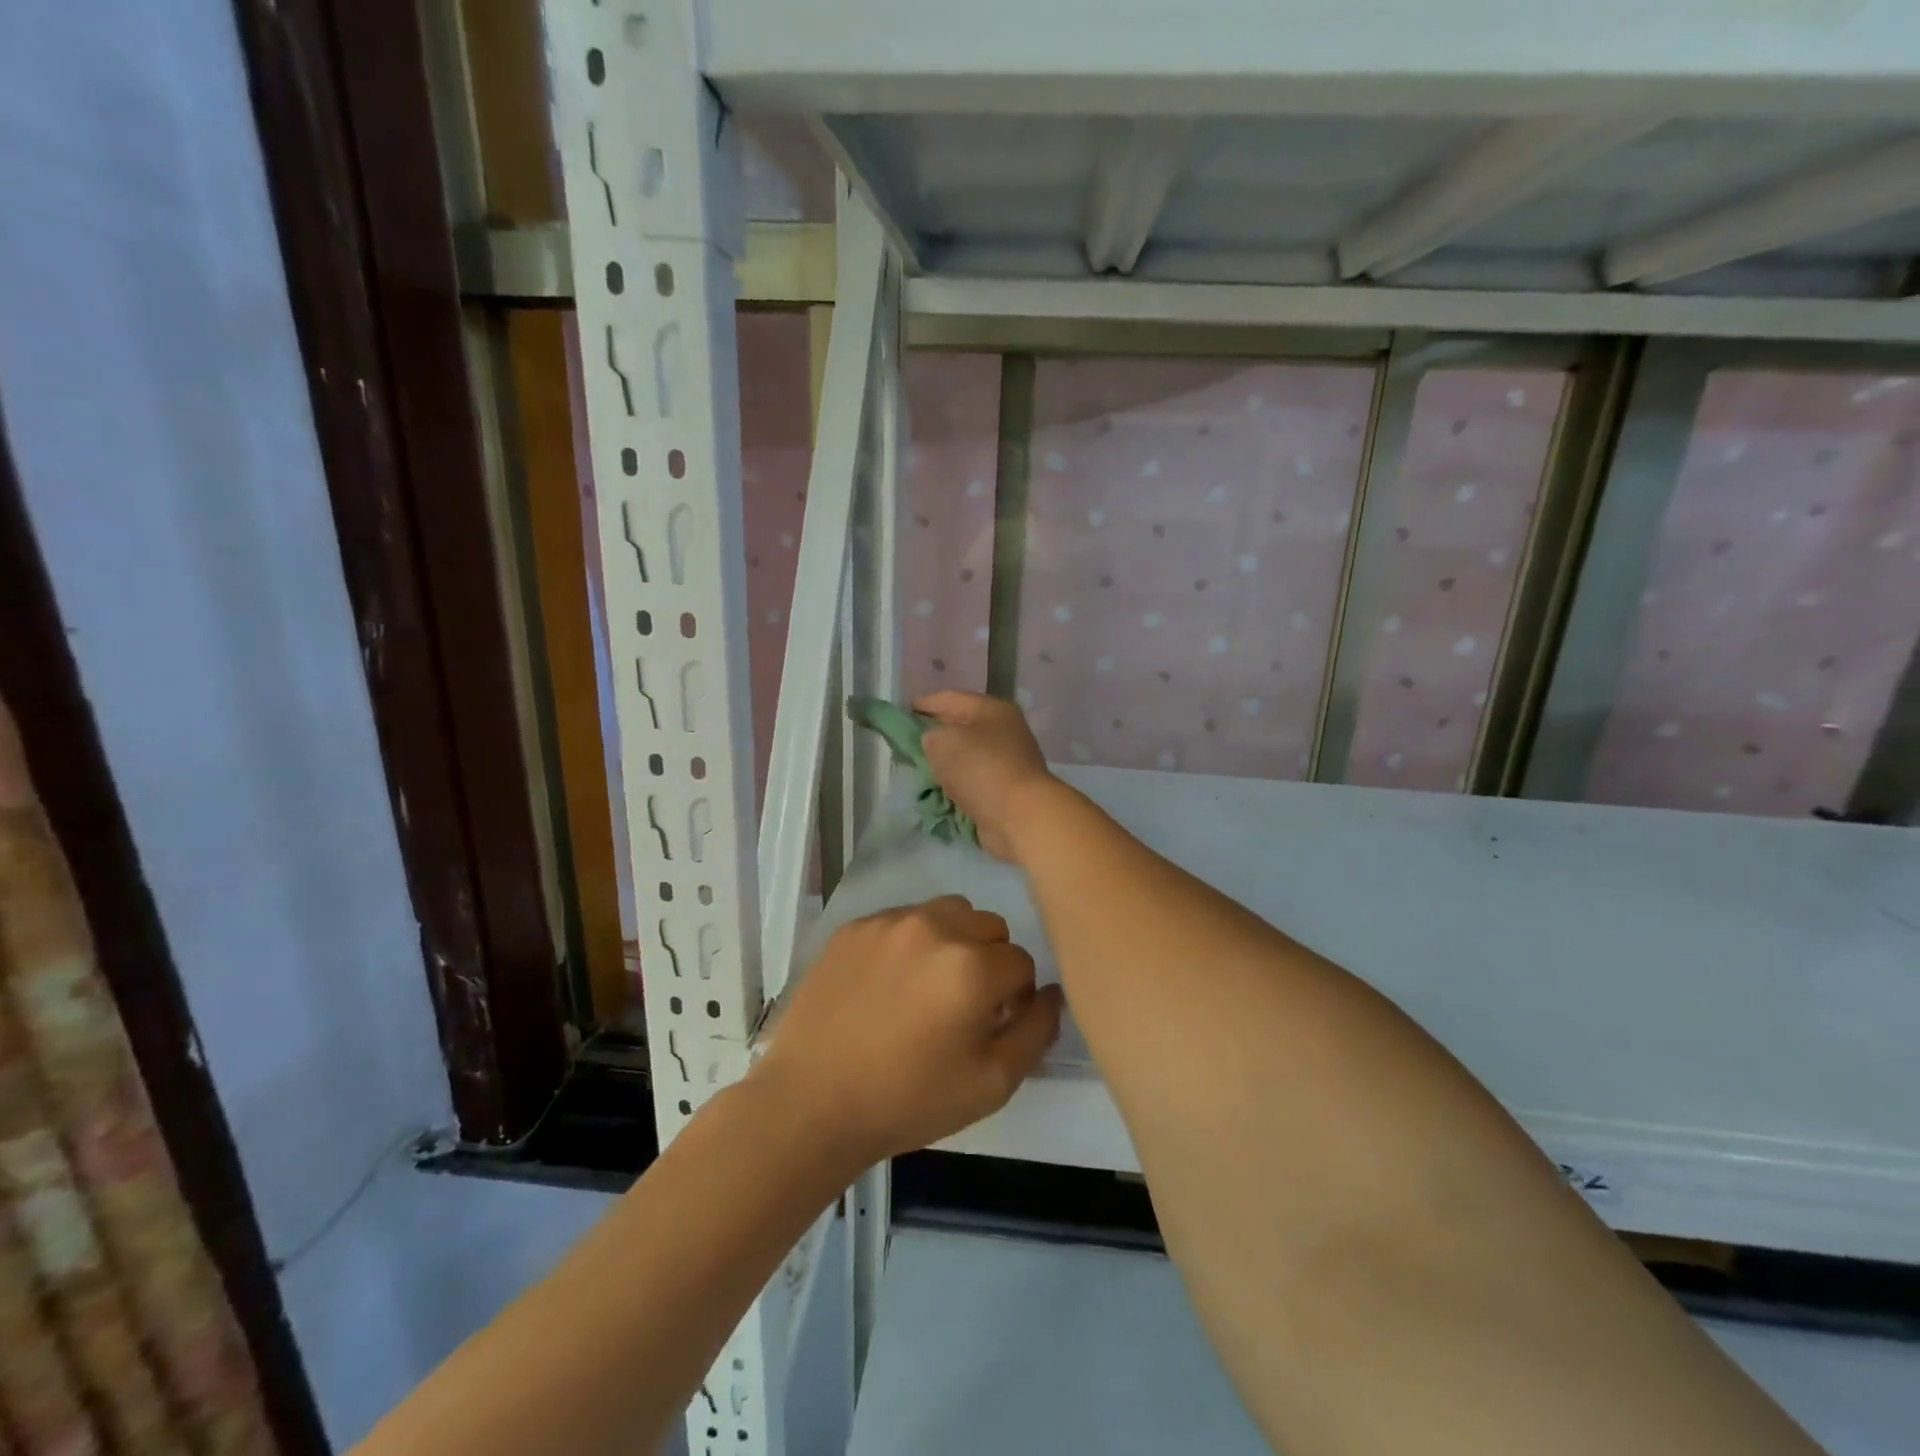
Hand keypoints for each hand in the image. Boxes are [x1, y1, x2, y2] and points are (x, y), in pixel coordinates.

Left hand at [752, 896, 1063, 1166]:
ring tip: (928, 985)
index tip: (993, 1024)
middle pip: (989, 927)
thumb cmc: (908, 1100)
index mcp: (973, 966)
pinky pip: (904, 918)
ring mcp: (890, 921)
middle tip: (963, 1004)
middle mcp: (935, 927)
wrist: (811, 1102)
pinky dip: (911, 941)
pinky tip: (889, 983)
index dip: (1015, 997)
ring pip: (948, 912)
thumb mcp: (992, 1084)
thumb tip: (1051, 993)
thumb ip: (1036, 1032)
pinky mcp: (855, 925)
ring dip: (954, 940)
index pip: (1022, 963)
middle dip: (989, 961)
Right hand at [914, 691, 1060, 861]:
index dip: (923, 704)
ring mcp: (1007, 762)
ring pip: (967, 757)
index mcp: (992, 710)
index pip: (950, 698)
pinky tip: (938, 792)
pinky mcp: (1005, 790)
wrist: (1020, 816)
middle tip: (906, 744)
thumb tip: (935, 742)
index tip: (900, 713)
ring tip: (919, 769)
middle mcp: (1003, 731)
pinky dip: (956, 786)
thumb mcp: (943, 742)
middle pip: (961, 727)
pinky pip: (972, 782)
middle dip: (934, 735)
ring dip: (945, 764)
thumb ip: (930, 736)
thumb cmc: (981, 768)